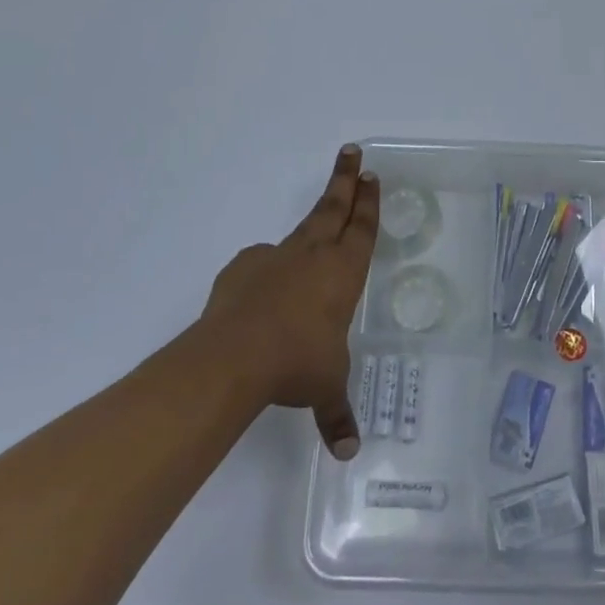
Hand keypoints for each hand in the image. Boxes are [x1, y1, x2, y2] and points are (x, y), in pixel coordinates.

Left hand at [202, 145, 379, 460]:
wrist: (234, 356)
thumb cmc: (298, 362)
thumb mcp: (325, 387)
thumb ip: (336, 413)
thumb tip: (348, 452)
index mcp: (342, 273)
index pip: (362, 229)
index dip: (368, 202)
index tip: (370, 174)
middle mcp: (312, 255)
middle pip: (332, 208)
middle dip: (345, 180)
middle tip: (351, 152)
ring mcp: (274, 258)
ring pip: (300, 230)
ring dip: (312, 220)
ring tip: (316, 222)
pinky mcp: (242, 269)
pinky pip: (262, 262)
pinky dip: (269, 267)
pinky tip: (265, 286)